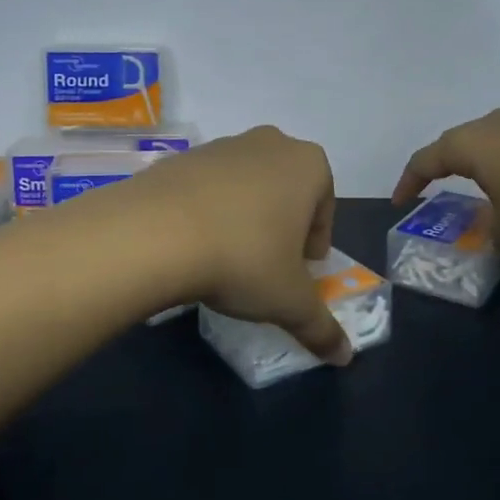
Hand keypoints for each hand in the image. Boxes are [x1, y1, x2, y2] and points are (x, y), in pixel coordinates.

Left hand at [131, 127, 351, 364]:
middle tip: (268, 265)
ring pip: (246, 186)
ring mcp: (221, 145)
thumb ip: (321, 327)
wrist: (155, 232)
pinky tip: (193, 245)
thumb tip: (343, 356)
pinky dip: (207, 212)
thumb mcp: (290, 301)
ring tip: (226, 258)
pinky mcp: (181, 157)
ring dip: (244, 217)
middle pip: (286, 191)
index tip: (299, 272)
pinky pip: (207, 188)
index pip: (324, 207)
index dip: (314, 244)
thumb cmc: (243, 258)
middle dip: (281, 226)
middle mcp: (269, 143)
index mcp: (307, 165)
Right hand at [393, 108, 499, 257]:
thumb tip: (497, 232)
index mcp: (470, 145)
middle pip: (463, 142)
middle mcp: (497, 123)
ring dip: (495, 165)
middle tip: (446, 187)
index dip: (409, 181)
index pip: (426, 159)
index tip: (401, 201)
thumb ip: (493, 236)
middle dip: (451, 166)